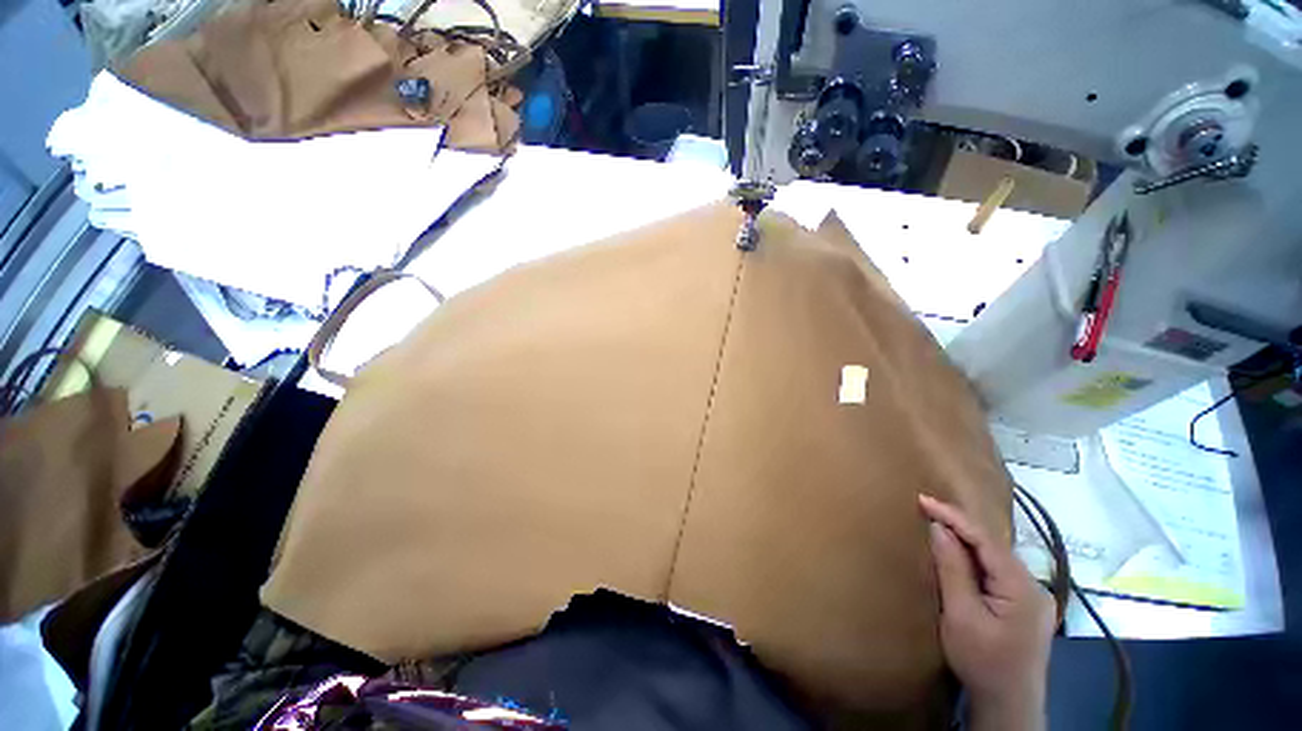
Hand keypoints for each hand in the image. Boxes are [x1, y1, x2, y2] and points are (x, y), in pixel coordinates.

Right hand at [919, 494, 1054, 730]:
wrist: (1008, 705)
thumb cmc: (982, 661)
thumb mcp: (961, 615)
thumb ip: (953, 569)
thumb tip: (939, 528)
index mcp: (1022, 588)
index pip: (986, 540)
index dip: (954, 517)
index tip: (923, 500)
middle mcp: (1034, 586)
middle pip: (993, 546)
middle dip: (960, 526)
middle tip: (926, 508)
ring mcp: (1033, 597)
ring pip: (996, 558)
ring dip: (967, 541)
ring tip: (938, 525)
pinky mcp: (1026, 606)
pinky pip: (998, 571)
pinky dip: (975, 559)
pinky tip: (960, 555)